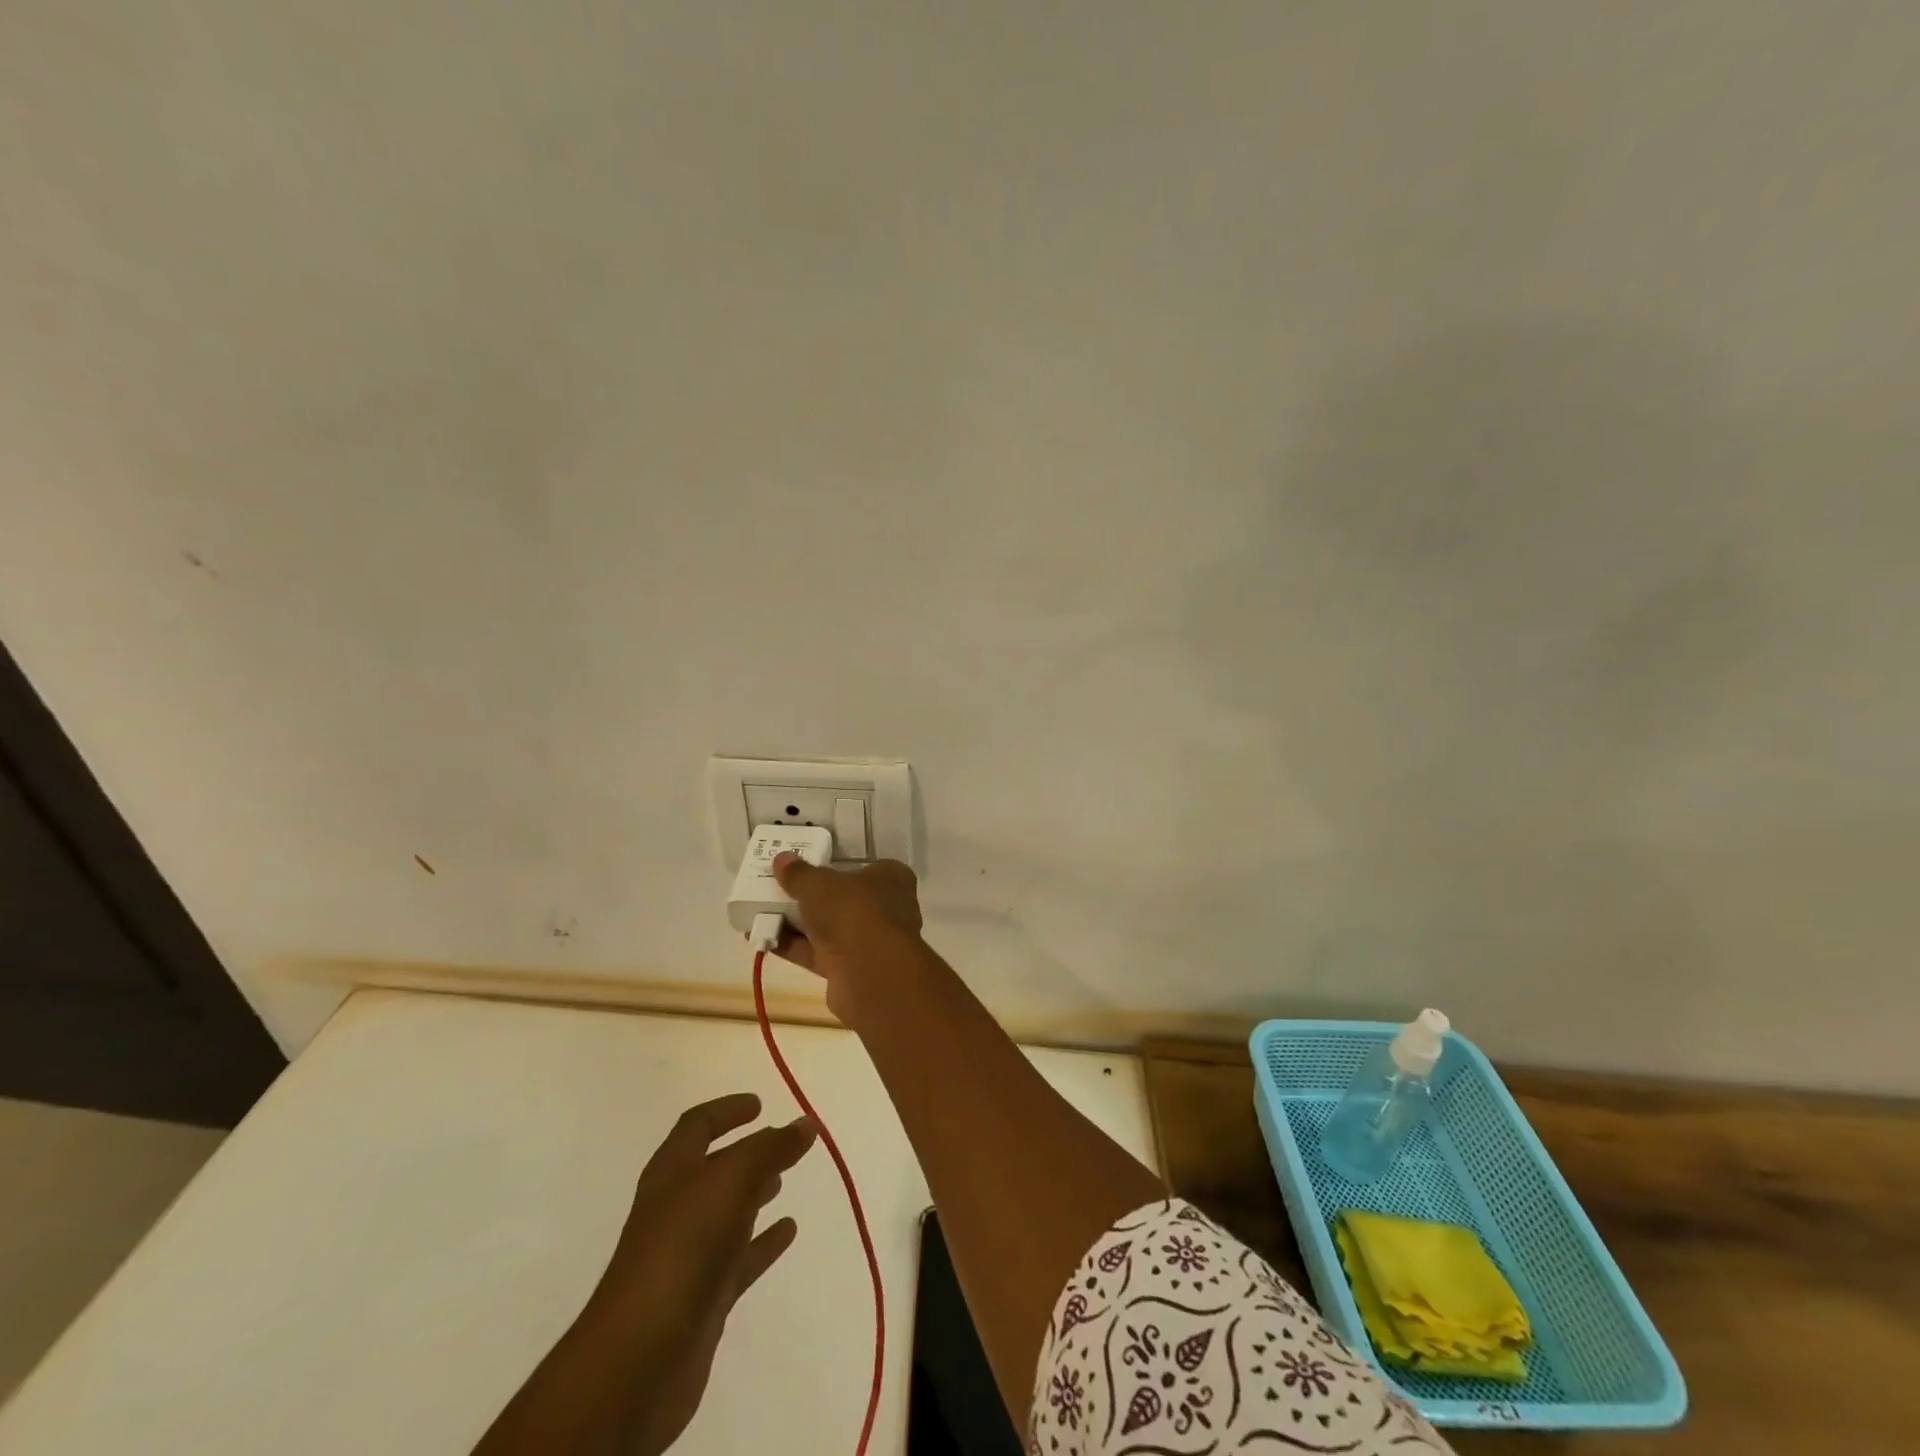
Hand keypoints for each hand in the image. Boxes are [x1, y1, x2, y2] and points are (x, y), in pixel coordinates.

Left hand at [476, 1093, 816, 1455]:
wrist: (638, 1361)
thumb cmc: (681, 1248)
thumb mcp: (731, 1182)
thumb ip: (770, 1149)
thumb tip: (806, 1123)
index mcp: (672, 1172)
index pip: (697, 1126)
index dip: (727, 1111)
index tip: (760, 1104)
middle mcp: (676, 1208)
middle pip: (713, 1169)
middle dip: (746, 1153)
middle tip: (782, 1144)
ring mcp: (687, 1255)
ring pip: (727, 1213)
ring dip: (754, 1194)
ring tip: (784, 1181)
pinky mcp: (703, 1298)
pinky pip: (739, 1258)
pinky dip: (763, 1241)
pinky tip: (789, 1231)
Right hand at [770, 853, 924, 1019]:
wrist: (871, 975)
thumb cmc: (853, 911)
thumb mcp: (819, 885)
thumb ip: (799, 874)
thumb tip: (782, 859)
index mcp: (891, 879)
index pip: (865, 867)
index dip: (836, 867)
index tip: (807, 867)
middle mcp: (886, 909)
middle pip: (844, 899)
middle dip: (812, 897)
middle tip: (779, 889)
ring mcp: (870, 942)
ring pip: (830, 928)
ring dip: (799, 923)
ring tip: (761, 913)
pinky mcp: (852, 970)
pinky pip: (818, 953)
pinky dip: (794, 947)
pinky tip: (764, 940)